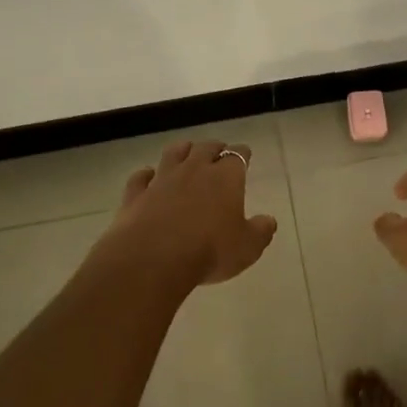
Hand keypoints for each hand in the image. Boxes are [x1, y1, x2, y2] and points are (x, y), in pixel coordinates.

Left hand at [104, 139, 278, 285]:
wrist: (152, 259)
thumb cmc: (208, 250)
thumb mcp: (247, 248)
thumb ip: (260, 231)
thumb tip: (269, 221)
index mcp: (225, 177)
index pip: (238, 155)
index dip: (242, 154)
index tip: (245, 156)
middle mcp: (194, 170)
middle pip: (206, 147)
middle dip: (214, 148)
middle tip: (218, 153)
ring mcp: (162, 179)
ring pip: (174, 153)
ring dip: (182, 151)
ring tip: (186, 153)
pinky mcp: (136, 194)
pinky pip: (141, 177)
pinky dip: (145, 175)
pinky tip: (147, 177)